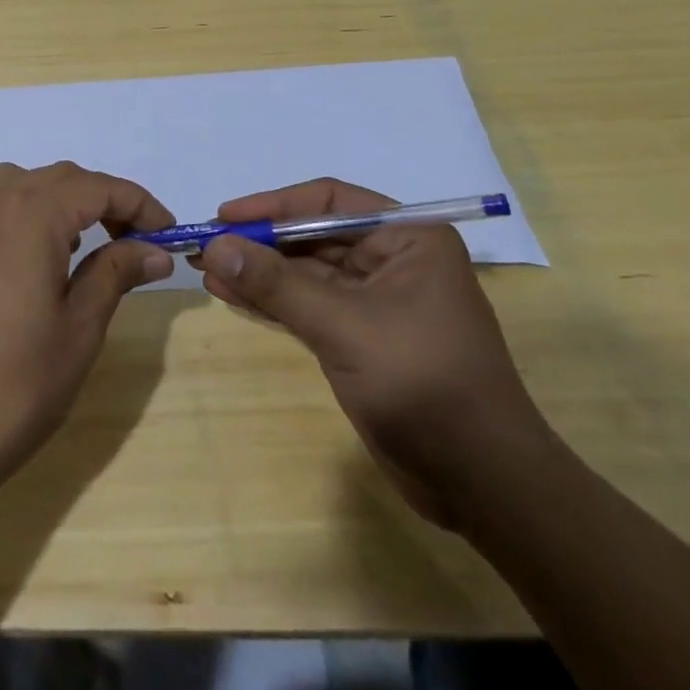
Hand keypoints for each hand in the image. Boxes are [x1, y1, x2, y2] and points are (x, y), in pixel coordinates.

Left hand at [0, 161, 174, 498]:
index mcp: (29, 213)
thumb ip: (116, 274)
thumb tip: (154, 250)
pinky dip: (24, 213)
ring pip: (22, 184)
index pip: (97, 187)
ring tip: (83, 247)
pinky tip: (33, 259)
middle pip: (60, 179)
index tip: (168, 234)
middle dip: (103, 201)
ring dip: (61, 201)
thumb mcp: (79, 329)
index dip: (139, 205)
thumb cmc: (12, 386)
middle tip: (135, 242)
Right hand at [197, 178, 552, 531]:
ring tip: (205, 269)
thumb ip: (276, 284)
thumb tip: (215, 245)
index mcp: (408, 238)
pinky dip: (271, 300)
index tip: (224, 215)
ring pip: (305, 273)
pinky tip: (230, 294)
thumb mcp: (344, 326)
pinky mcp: (362, 338)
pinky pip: (307, 305)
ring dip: (258, 271)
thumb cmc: (424, 384)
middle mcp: (394, 260)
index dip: (273, 205)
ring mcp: (377, 301)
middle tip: (204, 245)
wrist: (485, 486)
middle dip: (259, 242)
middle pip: (312, 236)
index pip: (328, 203)